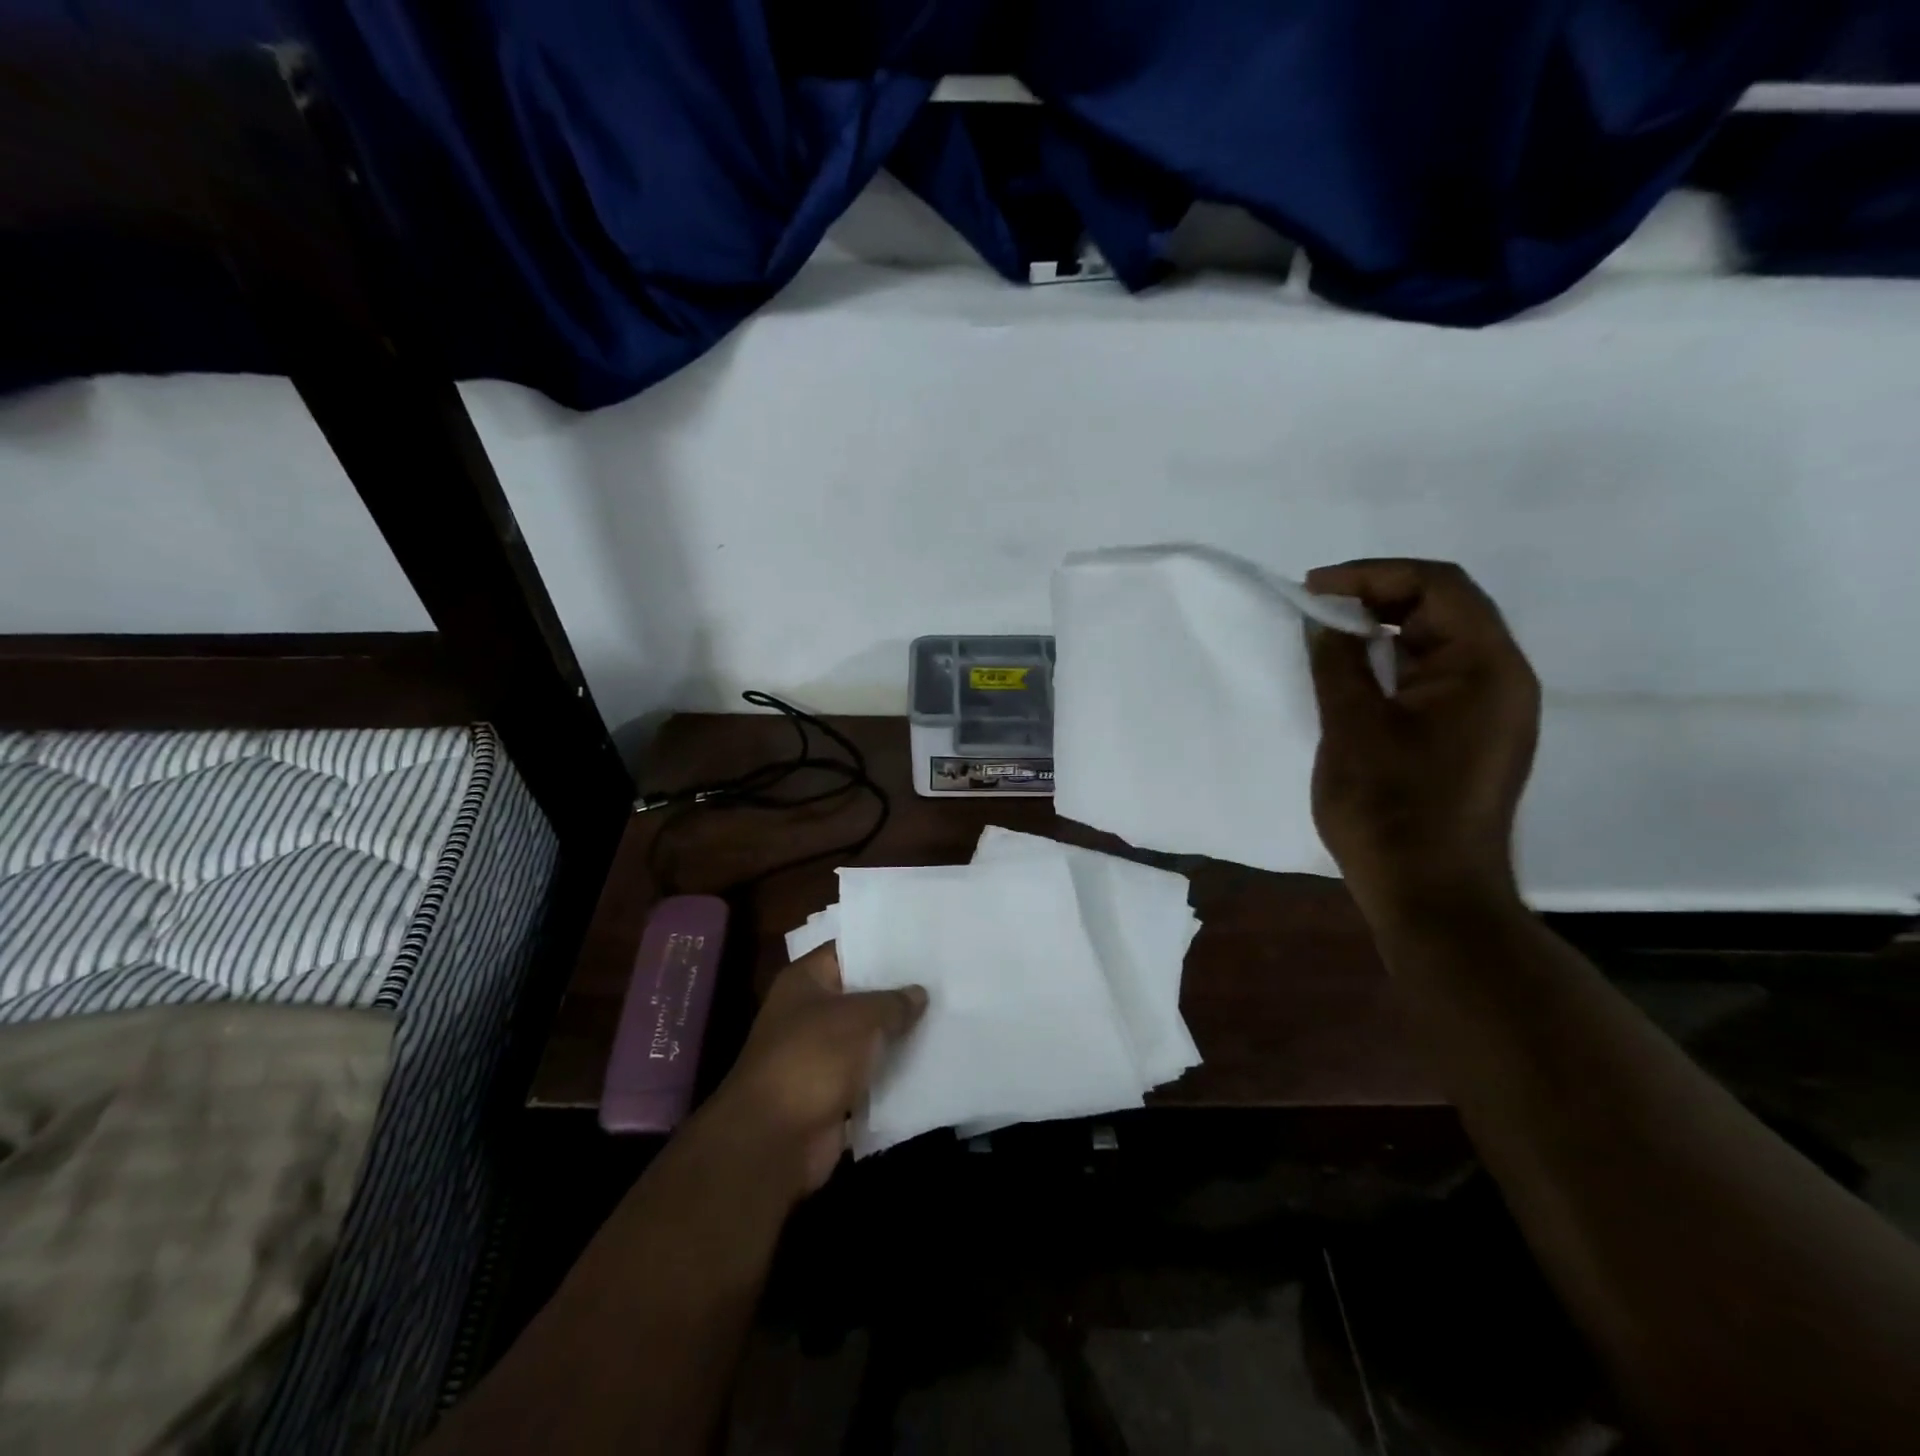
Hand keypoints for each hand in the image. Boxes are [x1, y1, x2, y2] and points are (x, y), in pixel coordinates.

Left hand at [700, 947, 925, 1200]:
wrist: (774, 1141)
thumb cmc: (812, 1059)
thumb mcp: (859, 1018)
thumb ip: (893, 1002)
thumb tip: (918, 993)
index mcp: (805, 981)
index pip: (848, 949)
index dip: (883, 945)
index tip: (923, 941)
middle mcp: (809, 1012)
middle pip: (861, 993)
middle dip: (898, 991)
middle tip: (945, 977)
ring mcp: (820, 1054)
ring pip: (868, 1036)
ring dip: (899, 1033)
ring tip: (948, 1015)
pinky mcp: (832, 1092)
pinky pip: (870, 1073)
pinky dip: (893, 1071)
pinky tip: (933, 1059)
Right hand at [1304, 559, 1539, 924]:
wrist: (1431, 895)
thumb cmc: (1391, 809)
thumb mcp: (1352, 727)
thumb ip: (1338, 664)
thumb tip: (1326, 622)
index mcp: (1485, 668)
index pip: (1438, 586)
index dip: (1373, 574)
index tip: (1314, 588)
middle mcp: (1500, 680)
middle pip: (1444, 609)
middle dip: (1377, 598)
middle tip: (1317, 610)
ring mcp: (1489, 712)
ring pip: (1437, 645)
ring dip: (1383, 632)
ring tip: (1327, 639)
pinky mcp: (1469, 737)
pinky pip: (1433, 679)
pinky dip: (1392, 666)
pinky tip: (1353, 679)